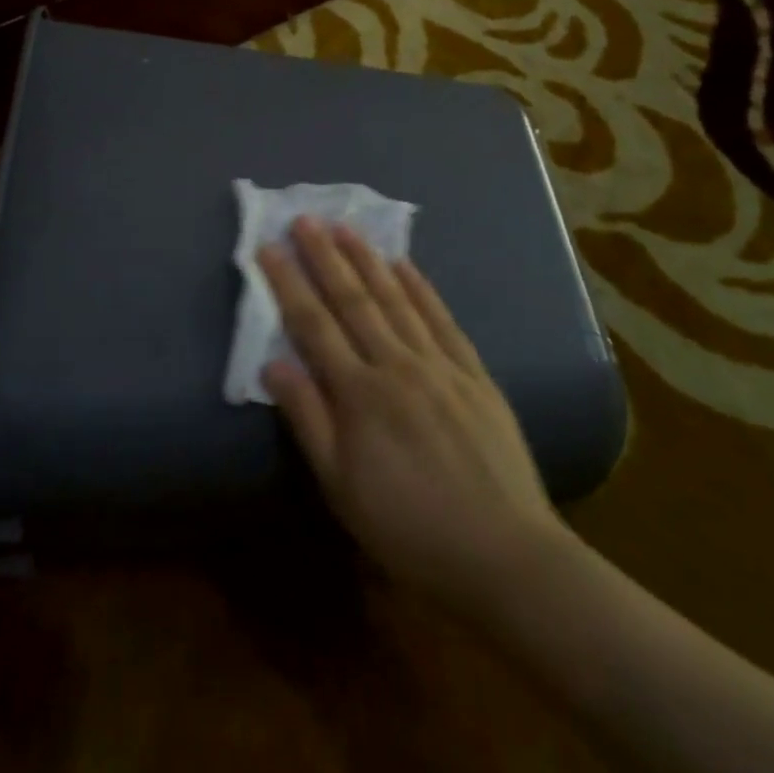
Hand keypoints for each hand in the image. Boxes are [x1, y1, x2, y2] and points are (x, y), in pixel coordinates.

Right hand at [259, 218, 566, 621]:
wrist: (504, 554)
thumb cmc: (408, 526)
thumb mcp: (341, 486)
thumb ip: (307, 419)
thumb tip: (272, 363)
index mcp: (359, 394)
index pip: (313, 325)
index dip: (288, 283)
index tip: (269, 247)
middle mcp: (397, 366)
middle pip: (353, 300)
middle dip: (325, 256)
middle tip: (306, 218)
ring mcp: (440, 365)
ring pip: (396, 300)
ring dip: (368, 260)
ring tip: (346, 227)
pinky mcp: (474, 374)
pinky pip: (442, 319)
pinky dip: (421, 287)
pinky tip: (405, 264)